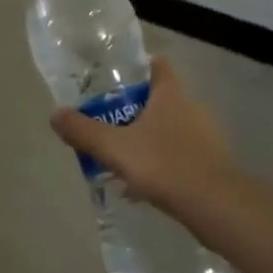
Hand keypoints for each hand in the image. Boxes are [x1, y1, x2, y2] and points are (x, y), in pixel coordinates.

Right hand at [48, 57, 233, 213]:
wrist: (217, 207)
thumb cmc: (165, 165)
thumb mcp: (114, 147)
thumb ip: (83, 131)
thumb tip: (55, 114)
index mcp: (171, 94)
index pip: (158, 65)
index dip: (139, 68)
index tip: (117, 79)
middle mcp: (192, 108)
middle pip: (162, 98)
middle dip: (137, 108)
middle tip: (110, 121)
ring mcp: (207, 137)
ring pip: (172, 129)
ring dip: (151, 138)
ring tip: (125, 156)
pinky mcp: (214, 165)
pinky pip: (182, 155)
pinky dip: (165, 163)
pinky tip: (147, 184)